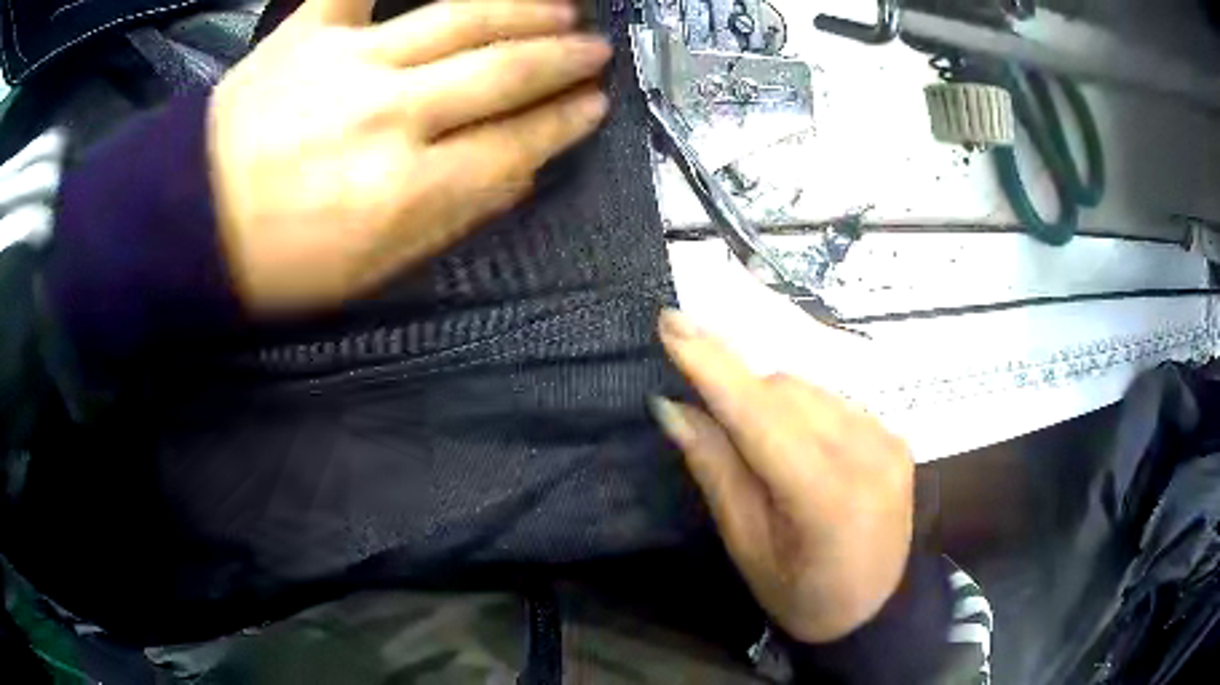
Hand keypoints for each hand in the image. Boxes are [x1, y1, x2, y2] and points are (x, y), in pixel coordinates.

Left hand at [209, 0, 610, 312]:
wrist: (189, 223)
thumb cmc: (276, 263)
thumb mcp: (371, 273)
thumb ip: (452, 219)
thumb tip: (519, 175)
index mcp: (406, 188)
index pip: (515, 143)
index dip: (565, 122)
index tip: (596, 106)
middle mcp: (391, 114)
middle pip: (502, 71)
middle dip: (561, 58)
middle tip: (595, 50)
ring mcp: (349, 62)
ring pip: (460, 16)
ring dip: (524, 8)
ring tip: (562, 7)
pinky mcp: (308, 33)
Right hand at [651, 310, 914, 643]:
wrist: (877, 609)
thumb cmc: (802, 596)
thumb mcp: (748, 548)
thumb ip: (716, 471)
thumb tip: (674, 407)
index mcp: (827, 497)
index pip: (761, 415)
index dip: (713, 365)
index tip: (671, 320)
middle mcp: (867, 452)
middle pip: (785, 392)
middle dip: (738, 393)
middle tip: (708, 420)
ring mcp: (887, 438)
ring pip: (808, 390)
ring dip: (769, 401)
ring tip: (759, 448)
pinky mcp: (895, 433)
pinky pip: (832, 401)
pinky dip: (800, 411)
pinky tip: (796, 446)